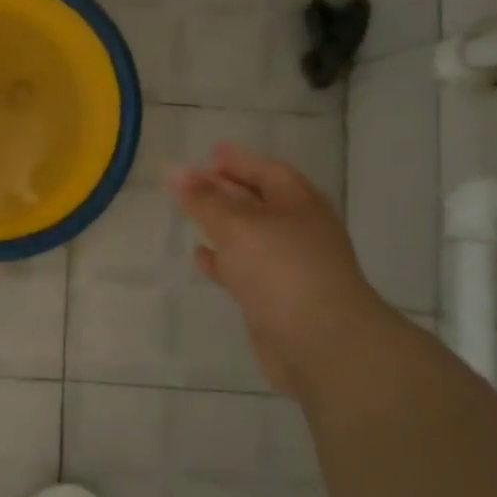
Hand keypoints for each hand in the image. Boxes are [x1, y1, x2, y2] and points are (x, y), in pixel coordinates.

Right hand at [170, 142, 385, 394]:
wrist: (320, 344)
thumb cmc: (281, 270)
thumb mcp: (237, 225)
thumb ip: (204, 199)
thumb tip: (175, 172)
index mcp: (298, 204)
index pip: (266, 171)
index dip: (238, 160)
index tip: (208, 153)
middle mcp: (297, 231)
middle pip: (257, 201)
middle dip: (225, 189)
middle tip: (191, 181)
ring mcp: (288, 266)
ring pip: (249, 235)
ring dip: (221, 224)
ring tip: (190, 213)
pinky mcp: (275, 298)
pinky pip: (243, 268)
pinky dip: (222, 260)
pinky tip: (201, 256)